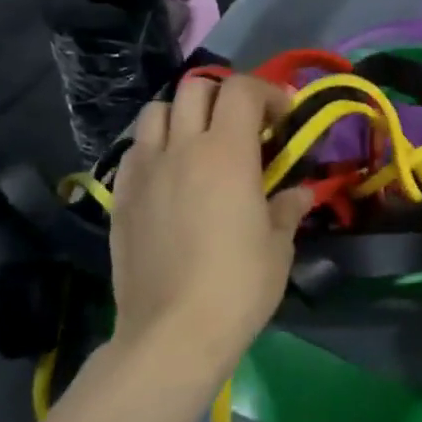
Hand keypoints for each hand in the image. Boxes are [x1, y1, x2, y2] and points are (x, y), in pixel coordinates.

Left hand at [108, 75, 312, 372]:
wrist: (173, 332)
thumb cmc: (238, 287)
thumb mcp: (278, 246)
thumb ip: (288, 207)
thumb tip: (300, 192)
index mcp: (227, 153)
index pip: (242, 90)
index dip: (268, 92)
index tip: (283, 117)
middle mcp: (181, 149)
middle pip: (196, 89)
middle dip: (226, 96)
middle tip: (245, 127)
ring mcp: (144, 171)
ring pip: (156, 112)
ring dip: (183, 115)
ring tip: (201, 143)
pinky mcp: (121, 196)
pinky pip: (135, 150)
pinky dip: (156, 147)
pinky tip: (170, 176)